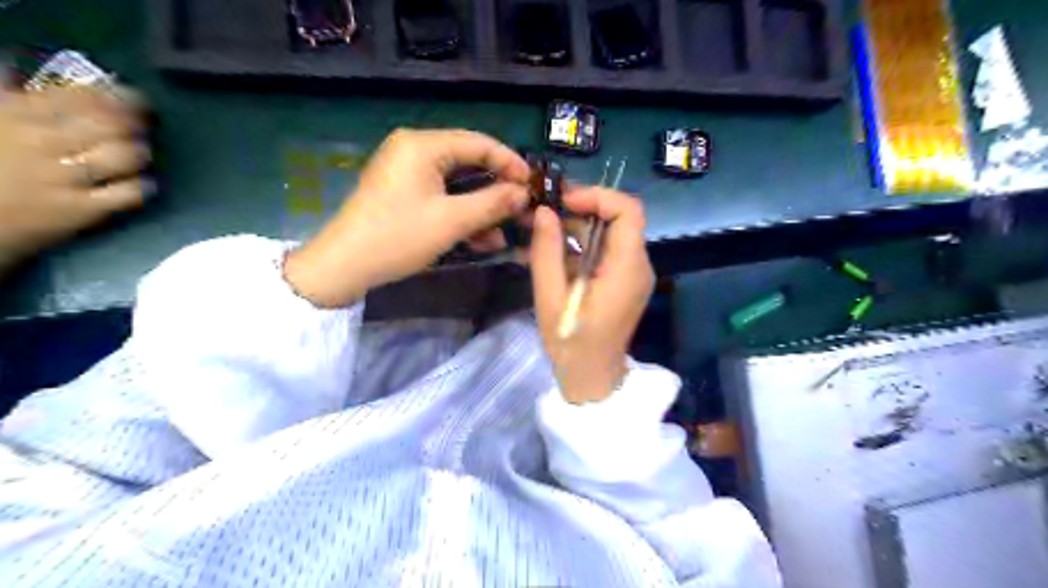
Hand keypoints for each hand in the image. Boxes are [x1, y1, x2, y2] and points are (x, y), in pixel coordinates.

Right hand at [0, 84, 150, 271]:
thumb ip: (3, 95)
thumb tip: (15, 69)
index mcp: (15, 113)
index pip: (80, 97)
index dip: (116, 96)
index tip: (132, 97)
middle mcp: (43, 142)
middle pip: (110, 125)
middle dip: (135, 122)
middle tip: (144, 124)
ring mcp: (65, 178)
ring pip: (123, 156)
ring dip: (139, 151)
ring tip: (141, 150)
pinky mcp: (80, 210)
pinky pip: (127, 194)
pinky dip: (142, 185)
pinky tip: (145, 183)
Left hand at [286, 128, 526, 307]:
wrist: (345, 266)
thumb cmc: (399, 236)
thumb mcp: (452, 221)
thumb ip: (492, 203)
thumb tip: (523, 194)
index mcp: (423, 145)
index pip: (479, 143)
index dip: (510, 163)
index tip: (533, 185)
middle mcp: (414, 150)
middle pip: (469, 164)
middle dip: (496, 191)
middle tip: (522, 210)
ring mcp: (407, 173)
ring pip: (457, 185)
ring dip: (481, 209)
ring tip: (503, 234)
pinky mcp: (403, 193)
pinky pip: (441, 197)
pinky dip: (461, 215)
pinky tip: (480, 240)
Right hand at [533, 186, 653, 403]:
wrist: (592, 379)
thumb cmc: (571, 344)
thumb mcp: (550, 298)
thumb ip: (546, 252)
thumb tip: (545, 212)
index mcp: (626, 269)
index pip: (629, 211)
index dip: (598, 196)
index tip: (564, 202)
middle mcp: (638, 265)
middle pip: (620, 218)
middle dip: (582, 208)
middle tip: (545, 210)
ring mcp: (634, 273)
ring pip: (612, 231)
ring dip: (579, 225)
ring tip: (543, 227)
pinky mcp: (624, 280)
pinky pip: (608, 249)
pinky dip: (583, 243)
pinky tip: (555, 250)